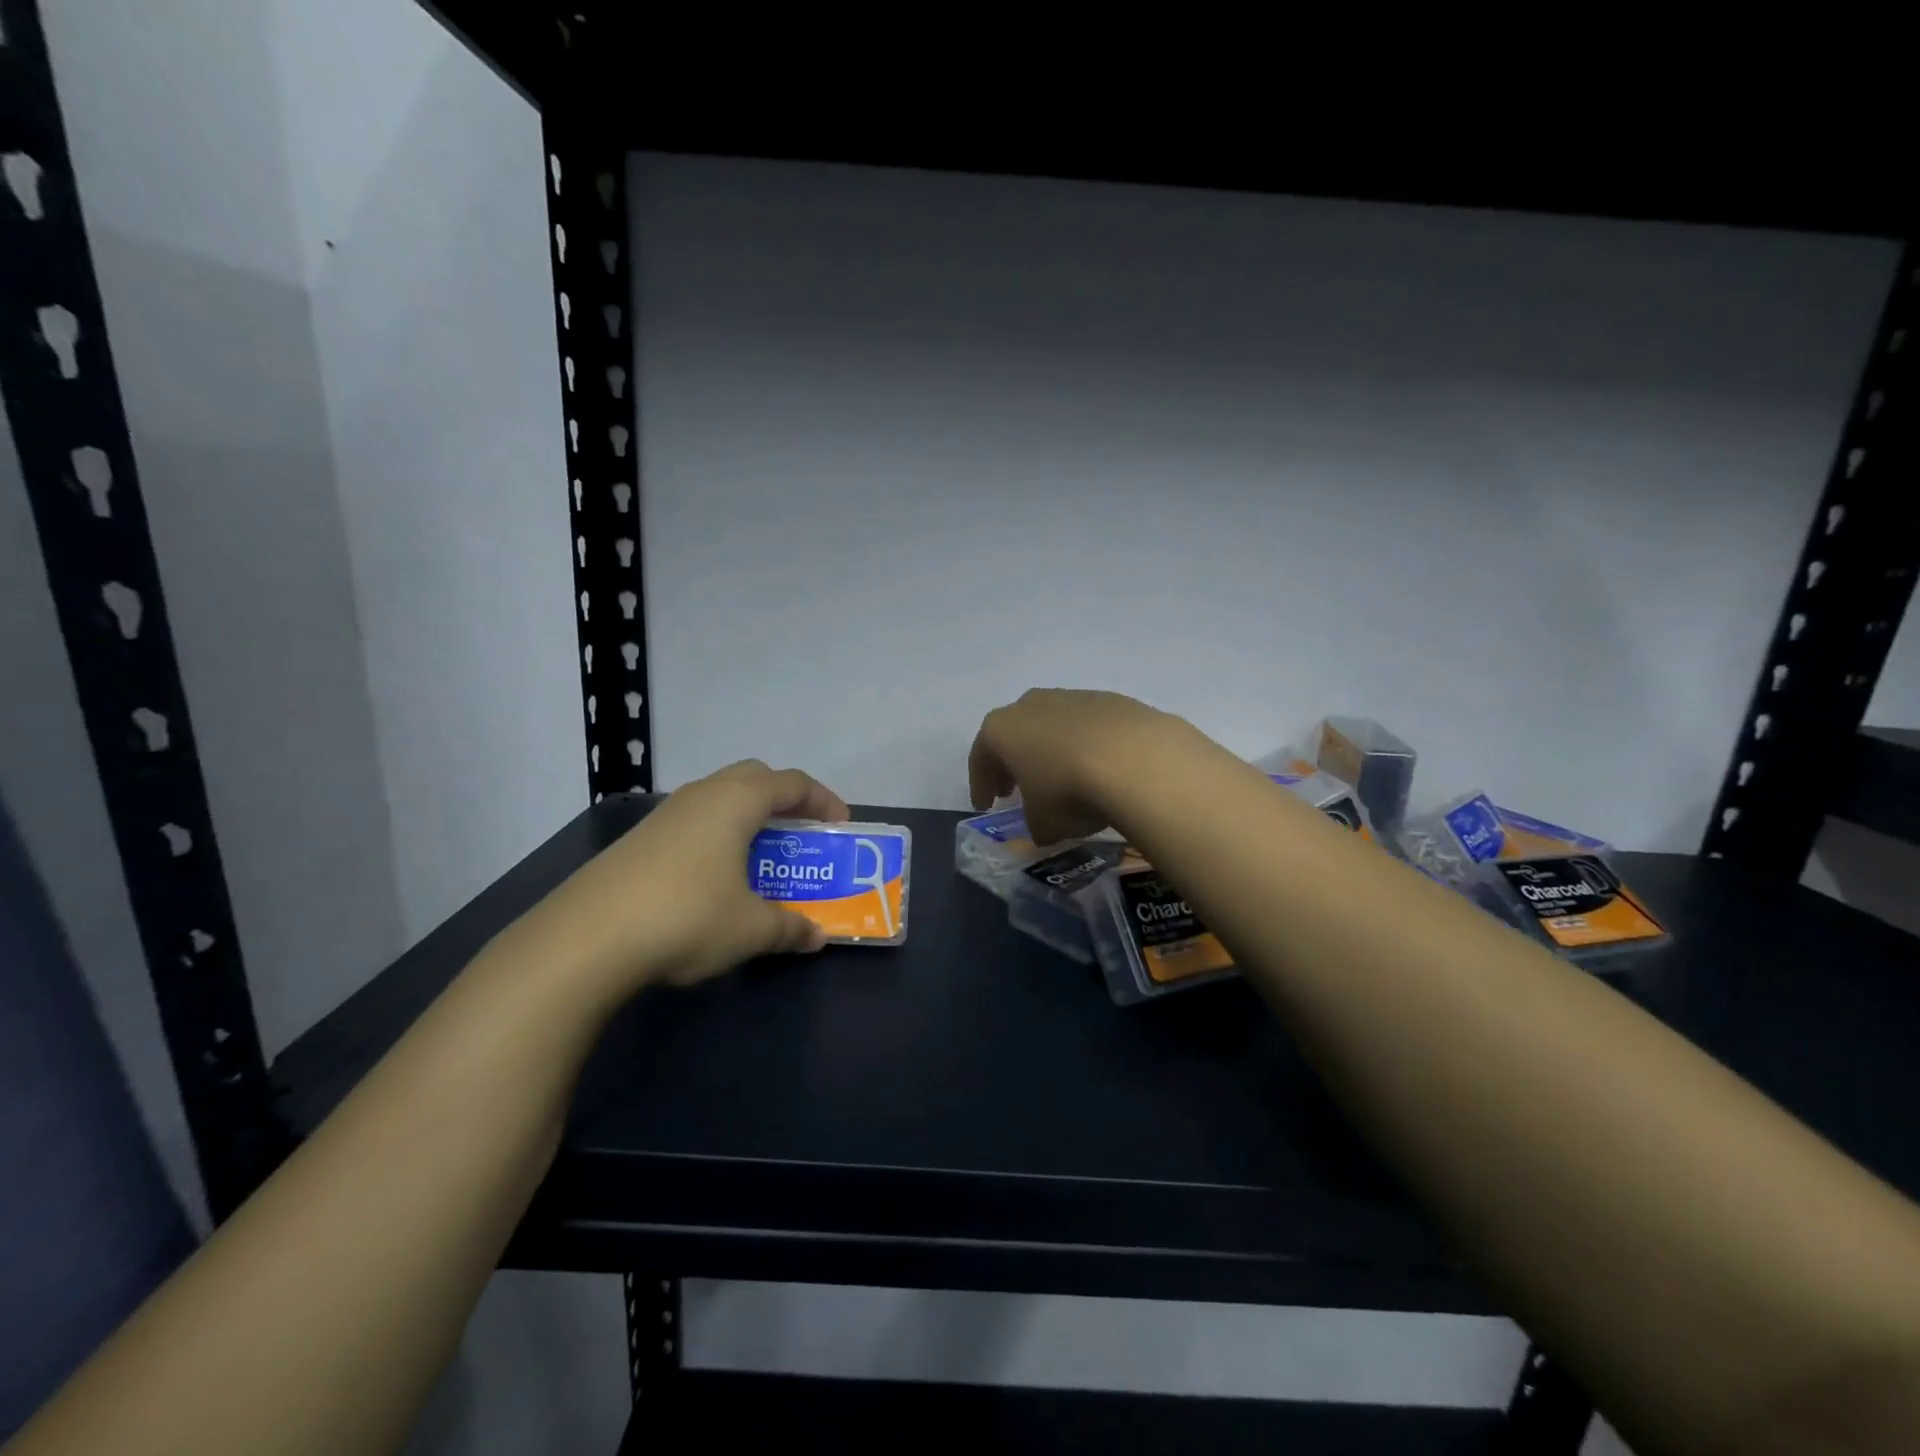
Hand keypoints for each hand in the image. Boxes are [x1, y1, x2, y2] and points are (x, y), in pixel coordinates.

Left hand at [515, 760, 850, 1001]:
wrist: (585, 940)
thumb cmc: (687, 917)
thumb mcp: (751, 928)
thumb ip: (790, 928)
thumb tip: (816, 937)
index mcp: (737, 801)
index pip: (792, 782)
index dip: (823, 799)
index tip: (840, 826)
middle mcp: (702, 795)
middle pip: (754, 777)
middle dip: (783, 800)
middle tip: (799, 833)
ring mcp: (665, 815)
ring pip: (719, 798)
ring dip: (747, 818)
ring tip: (759, 858)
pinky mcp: (638, 840)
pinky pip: (693, 822)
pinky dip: (716, 836)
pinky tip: (712, 879)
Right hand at [967, 688, 1190, 843]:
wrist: (1137, 760)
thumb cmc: (1069, 791)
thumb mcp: (1043, 823)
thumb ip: (1036, 824)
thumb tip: (1045, 827)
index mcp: (1002, 729)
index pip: (981, 757)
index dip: (981, 784)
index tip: (985, 806)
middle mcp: (1032, 704)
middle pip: (1015, 733)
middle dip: (1014, 761)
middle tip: (1016, 789)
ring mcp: (1074, 697)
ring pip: (1053, 725)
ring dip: (1052, 750)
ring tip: (1063, 779)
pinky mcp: (1112, 700)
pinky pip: (1089, 727)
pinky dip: (1087, 746)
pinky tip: (1100, 769)